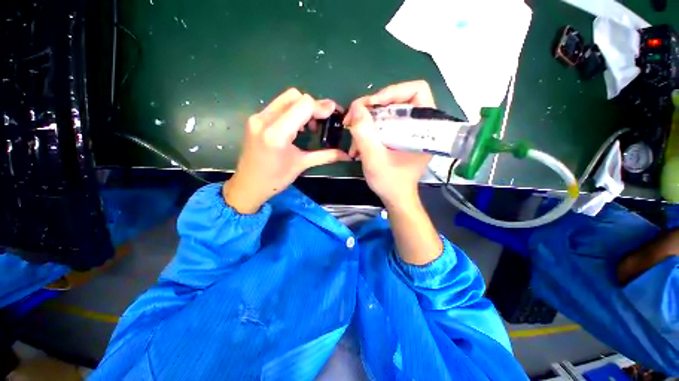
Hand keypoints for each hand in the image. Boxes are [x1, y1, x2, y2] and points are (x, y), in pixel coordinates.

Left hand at [224, 89, 349, 213]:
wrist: (248, 185)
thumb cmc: (275, 179)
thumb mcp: (301, 165)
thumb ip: (325, 156)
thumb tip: (346, 155)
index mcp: (277, 133)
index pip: (304, 104)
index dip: (321, 107)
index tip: (333, 115)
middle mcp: (264, 119)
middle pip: (295, 96)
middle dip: (312, 106)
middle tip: (321, 121)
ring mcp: (257, 117)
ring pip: (286, 98)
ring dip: (302, 107)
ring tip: (309, 126)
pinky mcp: (255, 119)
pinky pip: (278, 106)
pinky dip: (292, 111)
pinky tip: (296, 127)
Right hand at [344, 80, 434, 207]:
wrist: (395, 198)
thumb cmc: (390, 182)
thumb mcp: (374, 159)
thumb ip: (364, 133)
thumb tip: (356, 107)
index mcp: (425, 127)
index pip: (416, 90)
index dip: (393, 92)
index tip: (371, 106)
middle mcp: (420, 125)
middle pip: (397, 100)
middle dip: (372, 109)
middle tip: (353, 119)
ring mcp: (409, 131)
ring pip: (386, 113)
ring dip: (367, 122)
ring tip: (353, 137)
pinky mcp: (400, 137)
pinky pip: (383, 124)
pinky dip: (369, 131)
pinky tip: (358, 145)